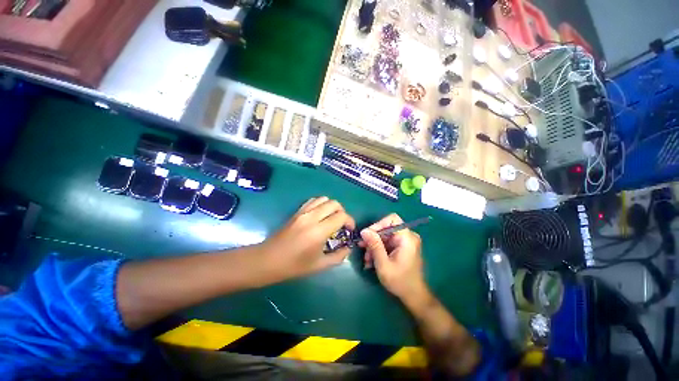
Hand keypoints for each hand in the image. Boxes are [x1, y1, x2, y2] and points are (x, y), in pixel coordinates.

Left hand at [262, 197, 354, 279]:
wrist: (267, 260)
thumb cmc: (294, 266)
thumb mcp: (319, 265)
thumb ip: (338, 256)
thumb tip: (348, 248)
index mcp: (319, 231)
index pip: (341, 216)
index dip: (350, 221)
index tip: (349, 230)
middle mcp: (312, 217)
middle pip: (334, 204)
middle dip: (342, 212)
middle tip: (341, 224)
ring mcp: (303, 212)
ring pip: (324, 199)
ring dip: (332, 207)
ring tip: (331, 219)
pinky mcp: (297, 211)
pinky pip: (313, 200)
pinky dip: (321, 204)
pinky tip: (320, 215)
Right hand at [360, 214, 426, 300]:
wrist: (413, 296)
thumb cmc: (400, 281)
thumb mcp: (383, 264)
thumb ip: (374, 245)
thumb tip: (364, 230)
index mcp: (407, 238)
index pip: (392, 219)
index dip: (378, 224)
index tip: (367, 235)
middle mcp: (408, 236)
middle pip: (386, 228)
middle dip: (373, 238)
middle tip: (362, 248)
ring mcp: (405, 242)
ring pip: (384, 236)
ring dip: (374, 246)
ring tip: (367, 259)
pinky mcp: (402, 247)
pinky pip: (387, 242)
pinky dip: (379, 249)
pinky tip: (372, 260)